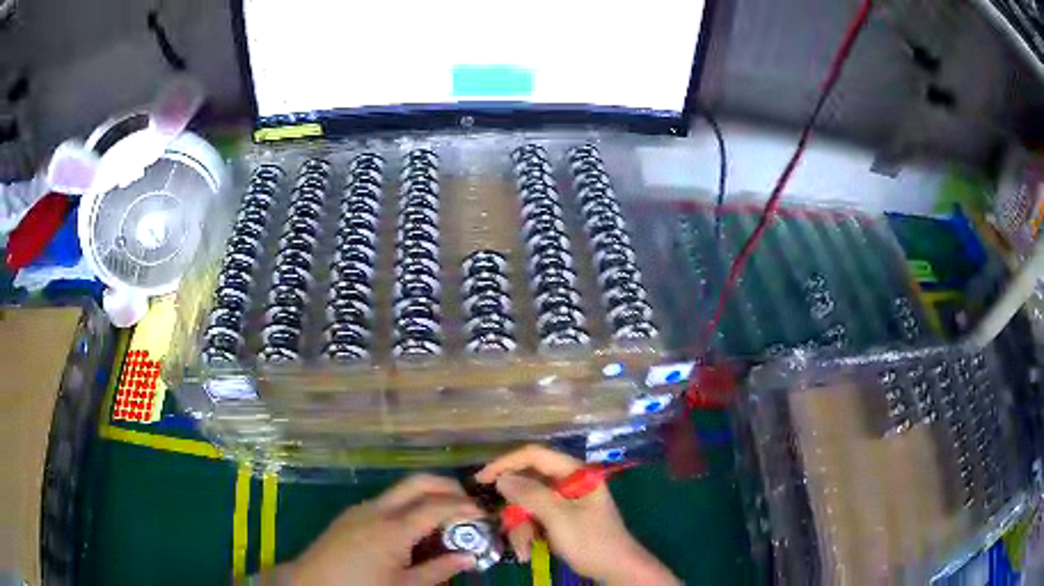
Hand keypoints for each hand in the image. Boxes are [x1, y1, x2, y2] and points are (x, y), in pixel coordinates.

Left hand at [285, 474, 482, 584]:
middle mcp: (377, 509)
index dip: (464, 507)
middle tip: (468, 503)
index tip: (484, 515)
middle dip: (447, 486)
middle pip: (418, 482)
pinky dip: (408, 506)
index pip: (436, 506)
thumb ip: (439, 570)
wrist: (311, 584)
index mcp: (393, 529)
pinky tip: (414, 529)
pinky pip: (386, 502)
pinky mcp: (351, 514)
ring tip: (445, 518)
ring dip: (427, 496)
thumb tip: (469, 558)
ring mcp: (361, 508)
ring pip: (401, 490)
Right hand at [475, 445, 678, 585]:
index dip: (506, 464)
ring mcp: (566, 502)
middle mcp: (569, 483)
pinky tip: (528, 551)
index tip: (482, 479)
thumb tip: (501, 478)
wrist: (615, 569)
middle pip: (529, 484)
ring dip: (521, 528)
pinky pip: (536, 519)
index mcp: (575, 473)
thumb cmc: (591, 540)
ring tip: (523, 550)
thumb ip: (529, 495)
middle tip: (507, 527)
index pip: (534, 456)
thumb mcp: (558, 517)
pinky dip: (529, 534)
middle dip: (516, 510)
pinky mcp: (562, 519)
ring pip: (529, 505)